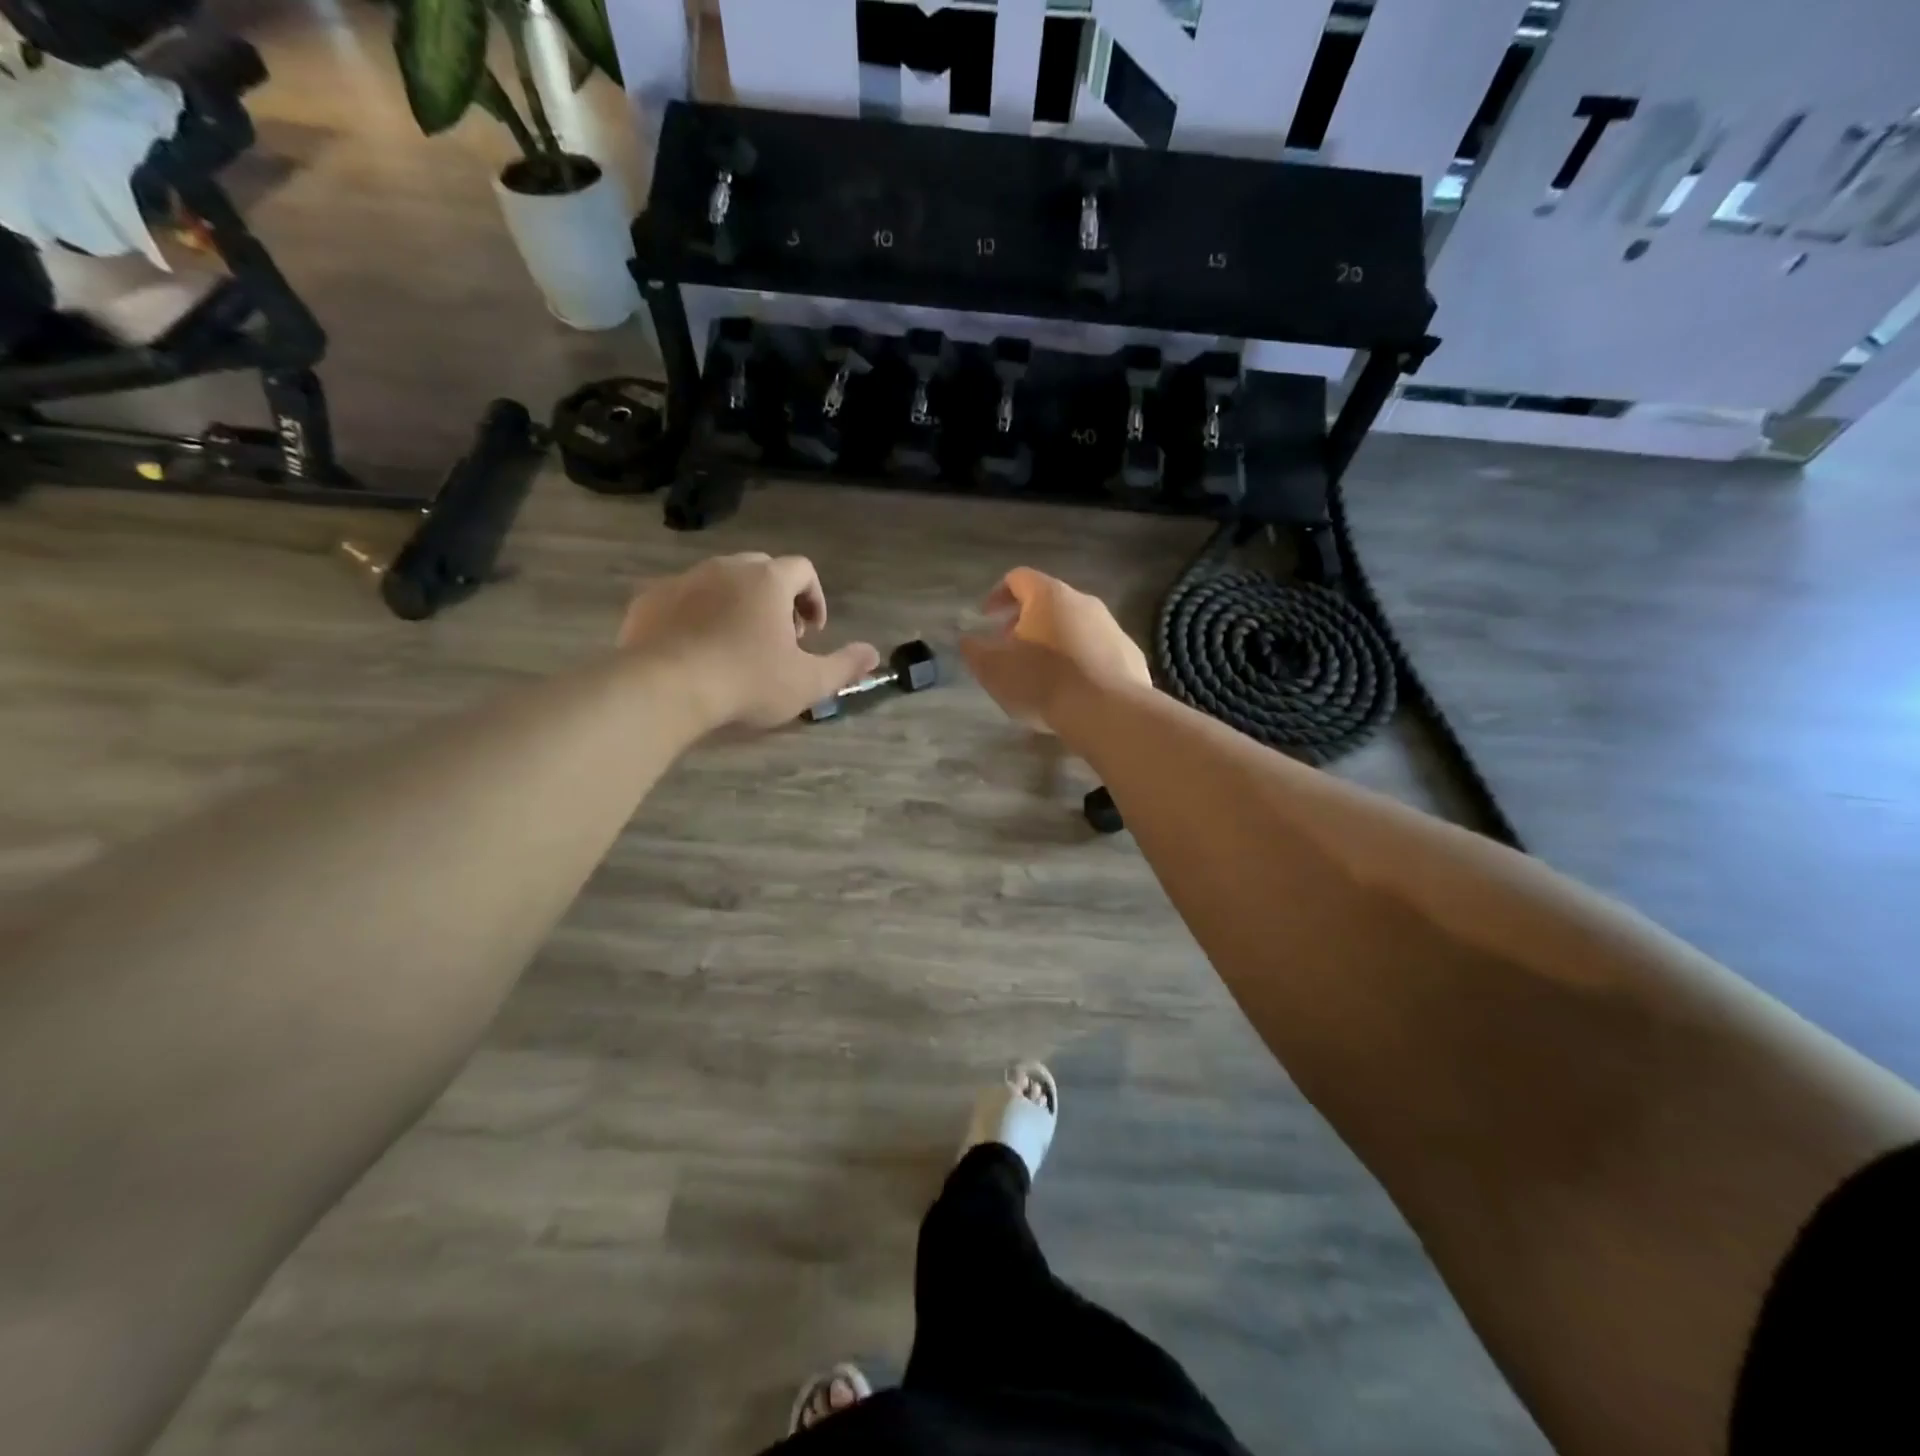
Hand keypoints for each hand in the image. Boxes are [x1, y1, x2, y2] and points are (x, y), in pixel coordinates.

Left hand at [618, 554, 879, 731]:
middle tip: (777, 638)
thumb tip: (874, 654)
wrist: (664, 688)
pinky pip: (683, 598)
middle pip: (762, 570)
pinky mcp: (650, 599)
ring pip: (719, 581)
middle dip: (776, 599)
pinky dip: (696, 615)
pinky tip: (696, 650)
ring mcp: (684, 579)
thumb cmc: (747, 681)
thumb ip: (844, 666)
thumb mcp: (807, 682)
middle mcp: (726, 567)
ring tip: (736, 646)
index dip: (814, 598)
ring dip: (736, 605)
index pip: (803, 569)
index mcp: (768, 580)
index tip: (811, 633)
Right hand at [960, 567, 1150, 730]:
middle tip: (1010, 649)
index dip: (997, 595)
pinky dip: (1079, 660)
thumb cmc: (1043, 682)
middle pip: (1048, 601)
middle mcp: (1083, 601)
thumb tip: (967, 640)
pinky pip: (1096, 649)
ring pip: (1074, 625)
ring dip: (1053, 641)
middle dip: (1024, 621)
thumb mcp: (994, 669)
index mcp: (1048, 596)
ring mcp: (1111, 626)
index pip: (1018, 578)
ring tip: (1041, 673)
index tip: (986, 619)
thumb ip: (975, 651)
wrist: (1108, 712)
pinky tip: (1072, 689)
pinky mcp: (1129, 653)